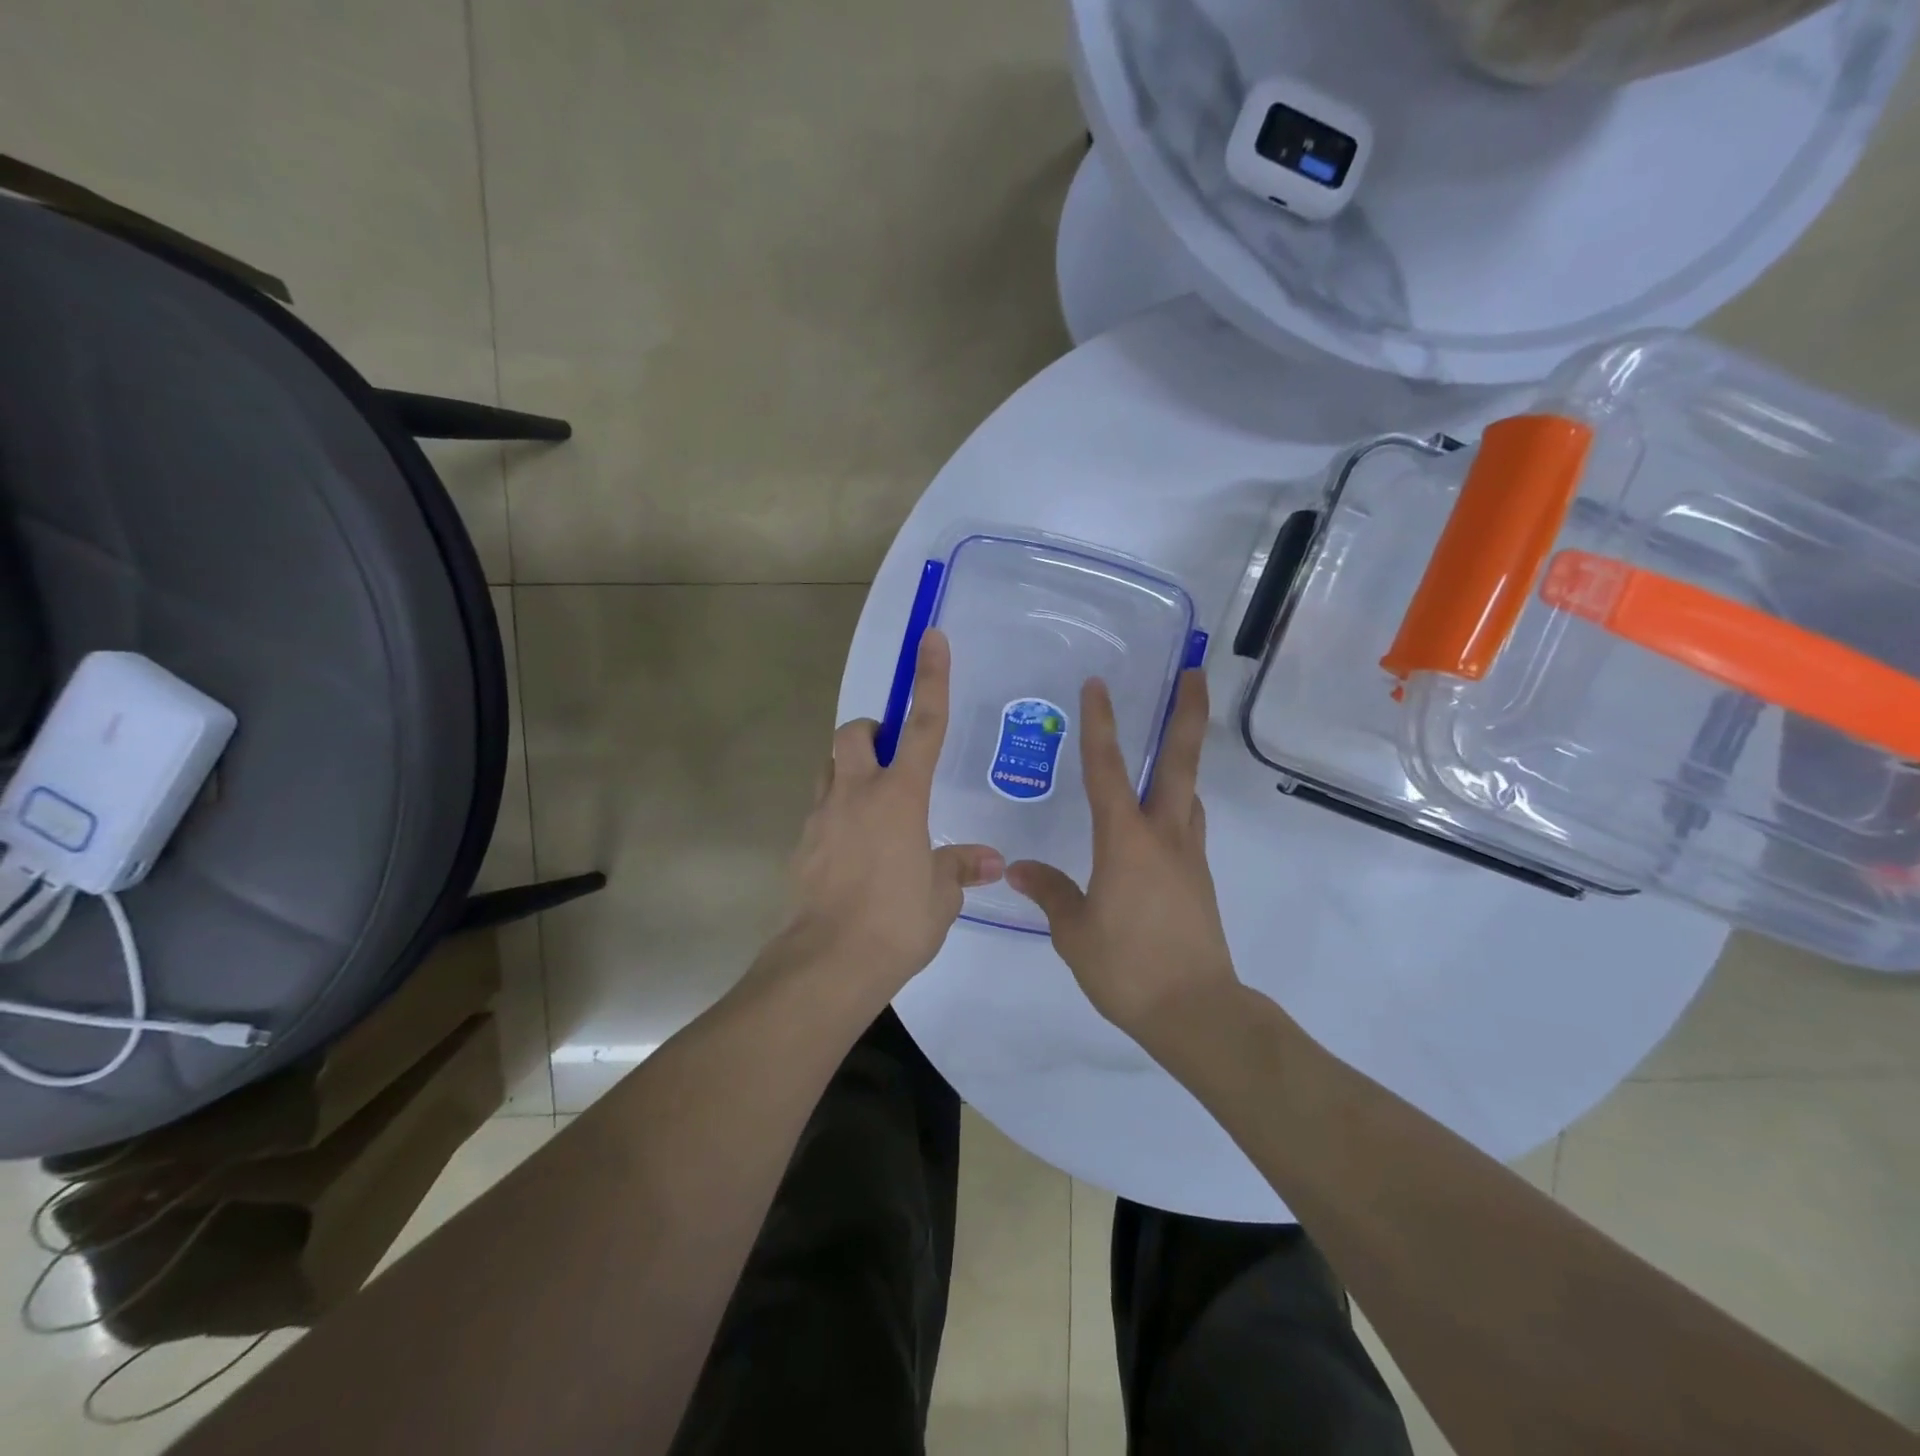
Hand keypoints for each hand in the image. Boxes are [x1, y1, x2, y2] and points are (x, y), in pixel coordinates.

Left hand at [780, 629, 1003, 999]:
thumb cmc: (896, 923)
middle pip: (854, 733)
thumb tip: (991, 861)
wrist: (827, 964)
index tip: (931, 638)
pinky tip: (853, 853)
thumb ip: (960, 868)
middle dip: (872, 733)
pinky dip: (837, 814)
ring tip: (875, 809)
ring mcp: (822, 817)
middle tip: (892, 763)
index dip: (931, 679)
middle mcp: (856, 794)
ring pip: (830, 767)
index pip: (922, 725)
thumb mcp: (940, 896)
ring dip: (850, 771)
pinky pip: (820, 810)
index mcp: (900, 796)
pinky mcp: (801, 844)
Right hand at [1006, 670, 1239, 1043]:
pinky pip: (1188, 825)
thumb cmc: (1127, 967)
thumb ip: (1050, 892)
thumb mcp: (1074, 932)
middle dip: (1186, 715)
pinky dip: (1178, 804)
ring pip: (1188, 792)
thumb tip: (1019, 869)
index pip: (1107, 770)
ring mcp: (1188, 856)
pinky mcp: (1199, 878)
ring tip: (1172, 742)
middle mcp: (1163, 836)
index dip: (1099, 724)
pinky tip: (1162, 816)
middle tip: (1194, 675)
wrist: (1196, 1011)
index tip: (1097, 685)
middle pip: (1178, 763)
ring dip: (1185, 759)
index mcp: (1124, 841)